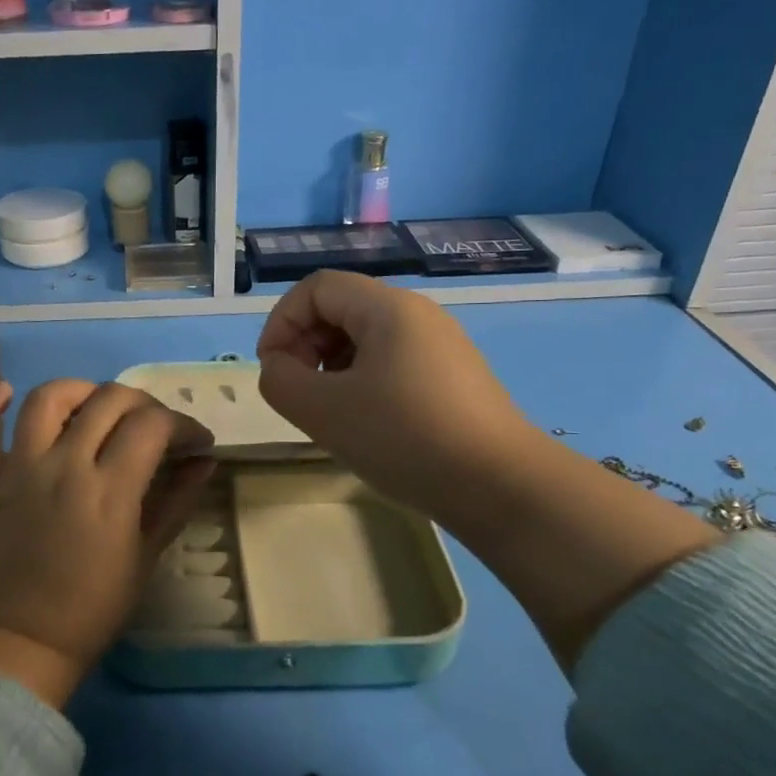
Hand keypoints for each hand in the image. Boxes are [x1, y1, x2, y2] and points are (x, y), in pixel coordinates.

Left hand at [0, 380, 215, 706]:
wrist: (19, 641)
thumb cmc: (91, 609)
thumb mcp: (145, 557)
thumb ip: (176, 502)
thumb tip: (204, 461)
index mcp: (109, 490)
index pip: (152, 425)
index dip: (183, 424)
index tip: (196, 442)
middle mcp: (63, 465)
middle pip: (108, 400)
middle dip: (144, 404)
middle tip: (157, 428)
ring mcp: (19, 468)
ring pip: (48, 398)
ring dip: (81, 391)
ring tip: (98, 407)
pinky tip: (5, 391)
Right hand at [255, 271, 531, 521]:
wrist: (502, 487)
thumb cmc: (405, 439)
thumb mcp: (323, 411)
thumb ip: (280, 380)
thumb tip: (280, 368)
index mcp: (387, 308)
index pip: (315, 288)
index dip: (282, 322)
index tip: (273, 370)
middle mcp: (417, 314)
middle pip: (340, 308)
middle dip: (305, 345)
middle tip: (299, 394)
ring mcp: (440, 345)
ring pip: (364, 338)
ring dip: (331, 367)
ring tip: (330, 413)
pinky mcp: (452, 376)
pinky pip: (390, 362)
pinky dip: (361, 381)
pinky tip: (365, 423)